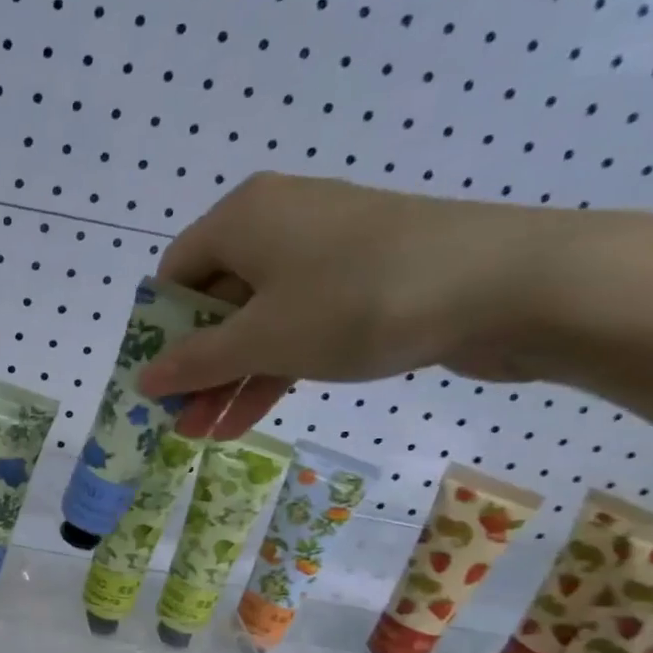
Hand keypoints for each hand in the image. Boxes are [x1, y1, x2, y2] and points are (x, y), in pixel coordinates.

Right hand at [139, 173, 559, 437]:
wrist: (509, 285)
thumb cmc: (357, 302)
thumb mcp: (262, 339)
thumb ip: (195, 361)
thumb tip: (142, 377)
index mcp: (242, 218)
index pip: (174, 274)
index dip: (158, 332)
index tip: (155, 382)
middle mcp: (277, 223)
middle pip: (214, 301)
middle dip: (195, 366)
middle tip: (178, 420)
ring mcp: (323, 251)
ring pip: (257, 320)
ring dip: (230, 378)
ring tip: (207, 434)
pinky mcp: (361, 278)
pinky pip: (297, 323)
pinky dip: (273, 367)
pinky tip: (249, 416)